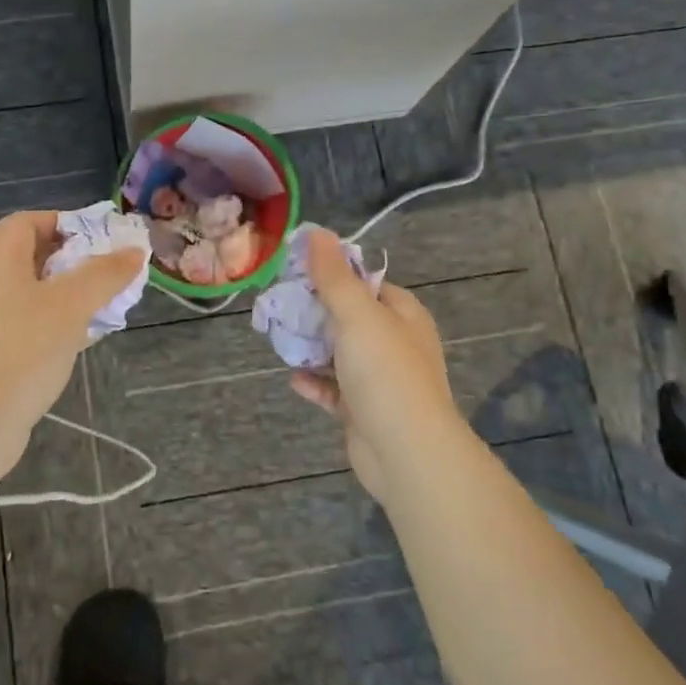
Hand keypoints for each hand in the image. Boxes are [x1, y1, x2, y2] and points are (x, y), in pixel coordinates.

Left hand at [0, 212, 146, 469]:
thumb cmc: (22, 350)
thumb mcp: (71, 305)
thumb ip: (105, 274)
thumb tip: (134, 251)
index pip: (24, 222)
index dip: (61, 222)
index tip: (97, 239)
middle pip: (30, 257)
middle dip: (73, 261)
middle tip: (109, 273)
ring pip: (33, 295)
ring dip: (68, 295)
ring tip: (104, 306)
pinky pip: (28, 326)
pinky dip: (55, 324)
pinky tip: (81, 341)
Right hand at [289, 229, 464, 499]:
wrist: (405, 452)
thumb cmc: (384, 373)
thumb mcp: (357, 314)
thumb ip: (334, 275)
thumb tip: (317, 232)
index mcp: (402, 314)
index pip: (366, 282)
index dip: (334, 275)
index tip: (297, 272)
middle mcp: (395, 343)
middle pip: (350, 317)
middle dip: (316, 312)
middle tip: (280, 305)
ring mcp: (381, 379)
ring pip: (340, 354)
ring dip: (312, 347)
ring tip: (280, 338)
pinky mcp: (365, 411)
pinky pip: (335, 390)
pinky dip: (315, 382)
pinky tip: (294, 379)